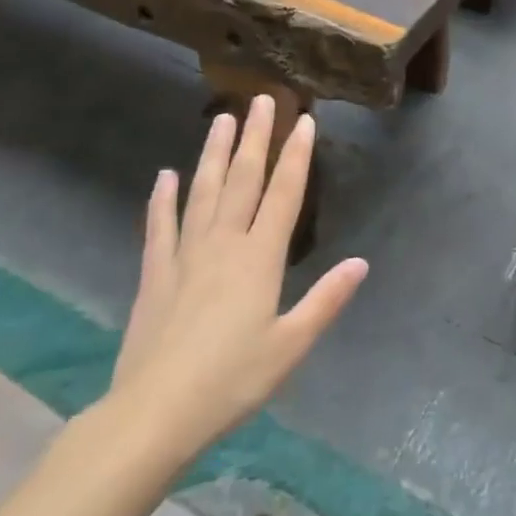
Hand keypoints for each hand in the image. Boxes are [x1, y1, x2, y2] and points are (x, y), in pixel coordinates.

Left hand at [107, 97, 367, 465]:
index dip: (296, 156)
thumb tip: (361, 262)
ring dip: (213, 153)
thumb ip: (326, 300)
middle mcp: (223, 245)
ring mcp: (185, 256)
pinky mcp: (156, 274)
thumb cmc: (231, 381)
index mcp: (260, 259)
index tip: (304, 121)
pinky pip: (160, 226)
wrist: (154, 414)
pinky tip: (165, 175)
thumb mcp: (291, 345)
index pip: (284, 194)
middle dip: (255, 138)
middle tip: (261, 100)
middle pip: (243, 180)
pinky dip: (163, 199)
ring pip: (203, 192)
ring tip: (220, 118)